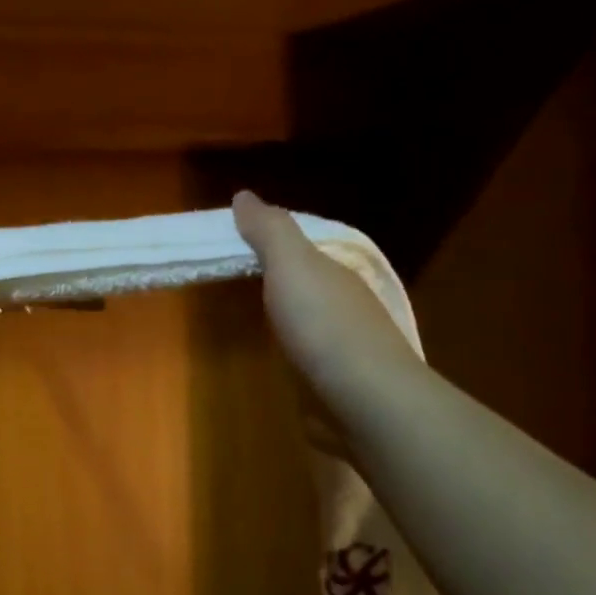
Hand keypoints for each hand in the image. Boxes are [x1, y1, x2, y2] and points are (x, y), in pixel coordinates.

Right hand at [231, 191, 416, 435]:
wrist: (364, 400)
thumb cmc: (323, 325)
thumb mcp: (292, 265)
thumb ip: (270, 231)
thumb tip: (244, 195)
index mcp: (335, 273)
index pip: (301, 247)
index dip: (268, 240)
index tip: (231, 241)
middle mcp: (343, 304)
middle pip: (305, 282)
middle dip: (278, 277)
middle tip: (233, 276)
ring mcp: (342, 347)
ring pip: (308, 320)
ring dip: (286, 315)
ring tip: (249, 317)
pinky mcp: (334, 383)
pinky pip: (308, 357)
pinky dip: (292, 352)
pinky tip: (275, 360)